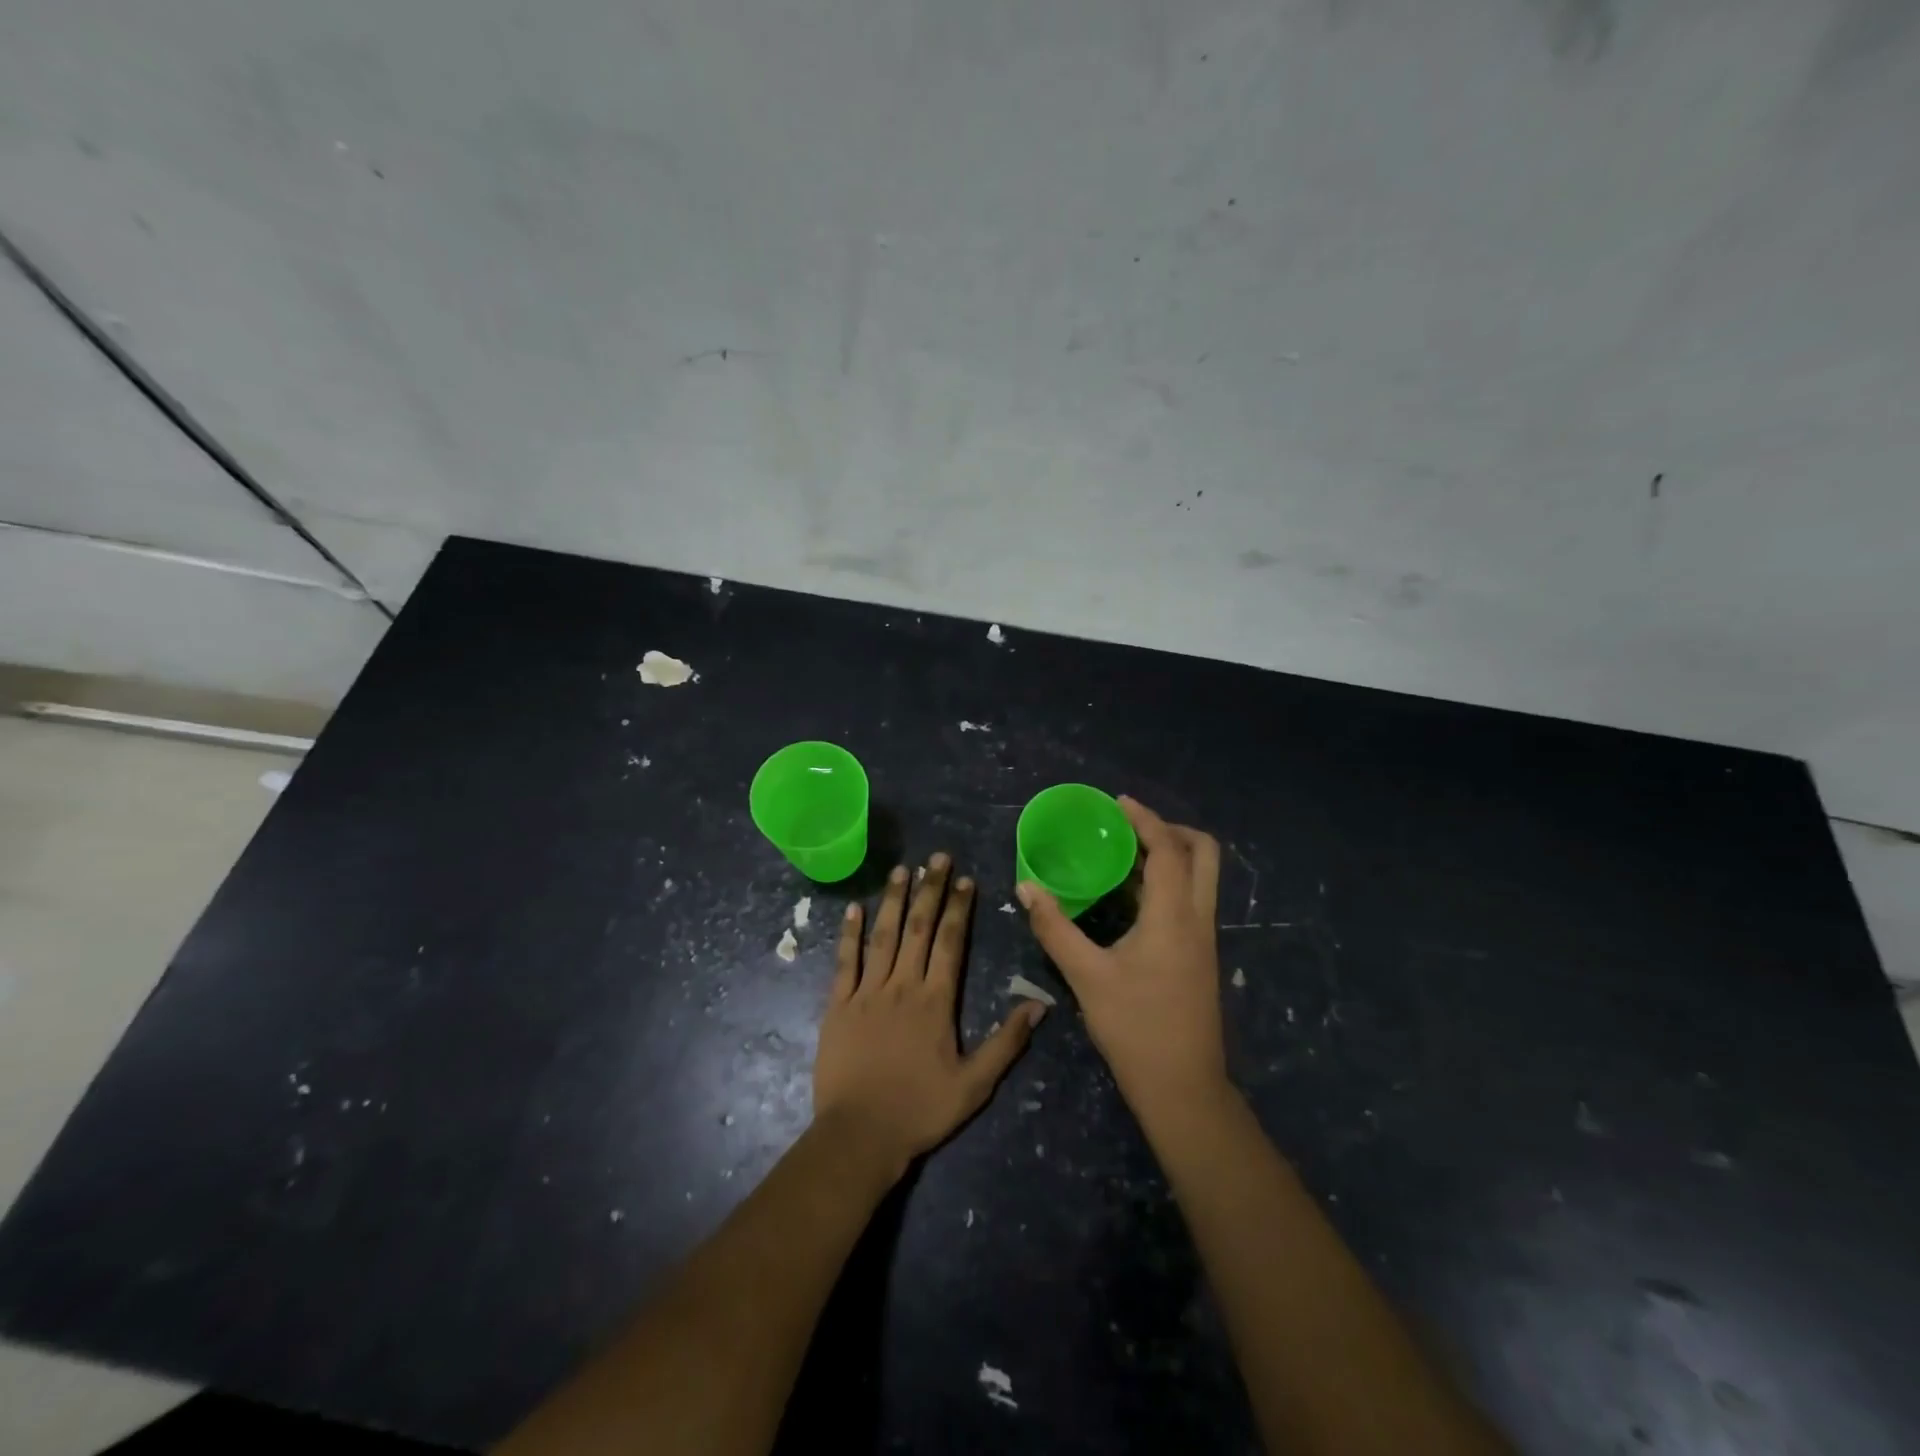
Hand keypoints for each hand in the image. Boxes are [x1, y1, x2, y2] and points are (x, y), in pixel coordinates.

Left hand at [813, 854, 1043, 1175]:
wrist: (860, 1135)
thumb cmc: (920, 1110)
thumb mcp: (975, 1085)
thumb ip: (1007, 1042)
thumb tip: (1039, 1005)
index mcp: (936, 1001)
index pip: (951, 942)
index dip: (959, 908)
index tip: (965, 879)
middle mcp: (903, 985)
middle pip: (920, 928)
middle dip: (930, 889)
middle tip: (937, 857)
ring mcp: (867, 992)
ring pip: (883, 936)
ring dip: (894, 900)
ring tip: (901, 869)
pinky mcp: (838, 1005)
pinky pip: (844, 962)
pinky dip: (849, 933)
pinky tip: (855, 908)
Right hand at [1017, 797, 1226, 1117]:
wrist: (1183, 1089)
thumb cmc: (1135, 1029)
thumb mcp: (1087, 977)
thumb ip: (1055, 928)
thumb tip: (1026, 887)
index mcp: (1174, 917)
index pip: (1169, 850)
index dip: (1146, 820)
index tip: (1118, 803)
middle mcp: (1198, 919)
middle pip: (1204, 853)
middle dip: (1170, 829)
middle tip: (1130, 828)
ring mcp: (1205, 939)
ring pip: (1201, 877)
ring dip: (1170, 855)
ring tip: (1124, 855)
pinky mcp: (1201, 956)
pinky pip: (1191, 899)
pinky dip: (1168, 882)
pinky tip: (1130, 898)